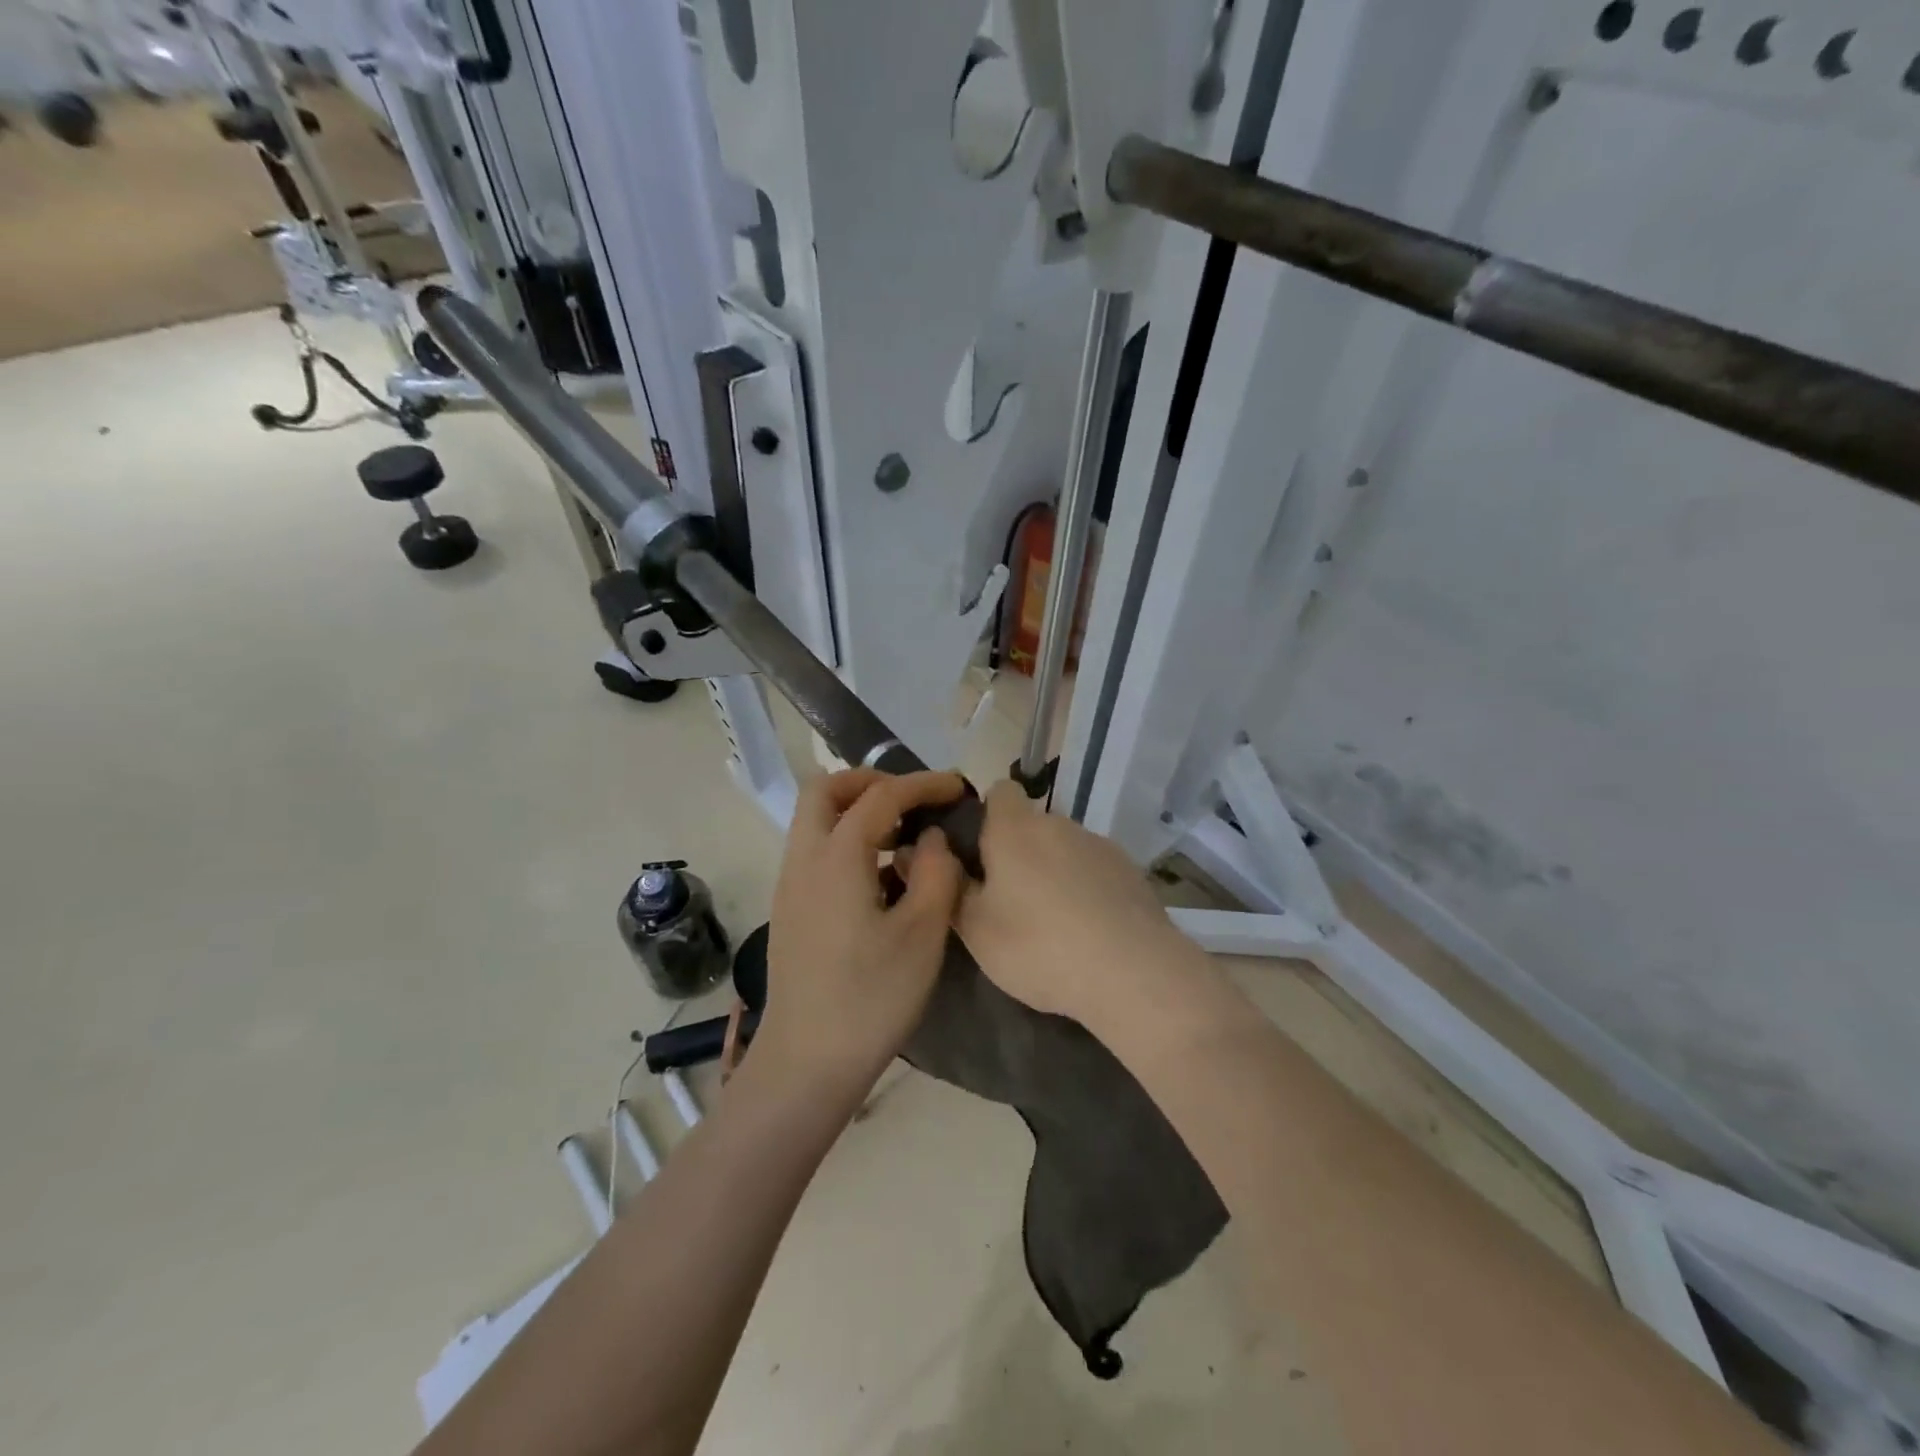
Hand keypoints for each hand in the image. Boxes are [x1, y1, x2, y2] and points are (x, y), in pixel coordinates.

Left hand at [755, 769, 967, 1092]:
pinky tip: (880, 876)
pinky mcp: (789, 909)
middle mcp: (804, 859)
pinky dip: (844, 839)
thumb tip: (933, 837)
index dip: (922, 784)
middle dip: (870, 782)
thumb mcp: (922, 934)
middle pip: (825, 790)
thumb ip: (936, 873)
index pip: (880, 796)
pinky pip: (814, 850)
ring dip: (856, 810)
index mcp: (837, 857)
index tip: (957, 786)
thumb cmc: (871, 998)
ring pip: (814, 820)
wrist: (806, 1063)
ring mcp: (789, 884)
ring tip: (903, 836)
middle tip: (913, 800)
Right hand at [953, 781, 1194, 1027]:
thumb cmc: (1038, 946)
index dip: (986, 815)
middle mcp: (1058, 823)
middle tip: (1009, 901)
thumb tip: (922, 856)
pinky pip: (1094, 869)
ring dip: (1053, 871)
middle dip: (1018, 853)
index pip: (999, 791)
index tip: (979, 854)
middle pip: (1030, 825)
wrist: (1133, 971)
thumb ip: (950, 887)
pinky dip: (1086, 888)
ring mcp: (1099, 844)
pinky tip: (1089, 930)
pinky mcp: (1130, 870)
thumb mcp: (976, 929)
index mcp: (1015, 829)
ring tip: (1053, 923)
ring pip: (1064, 848)